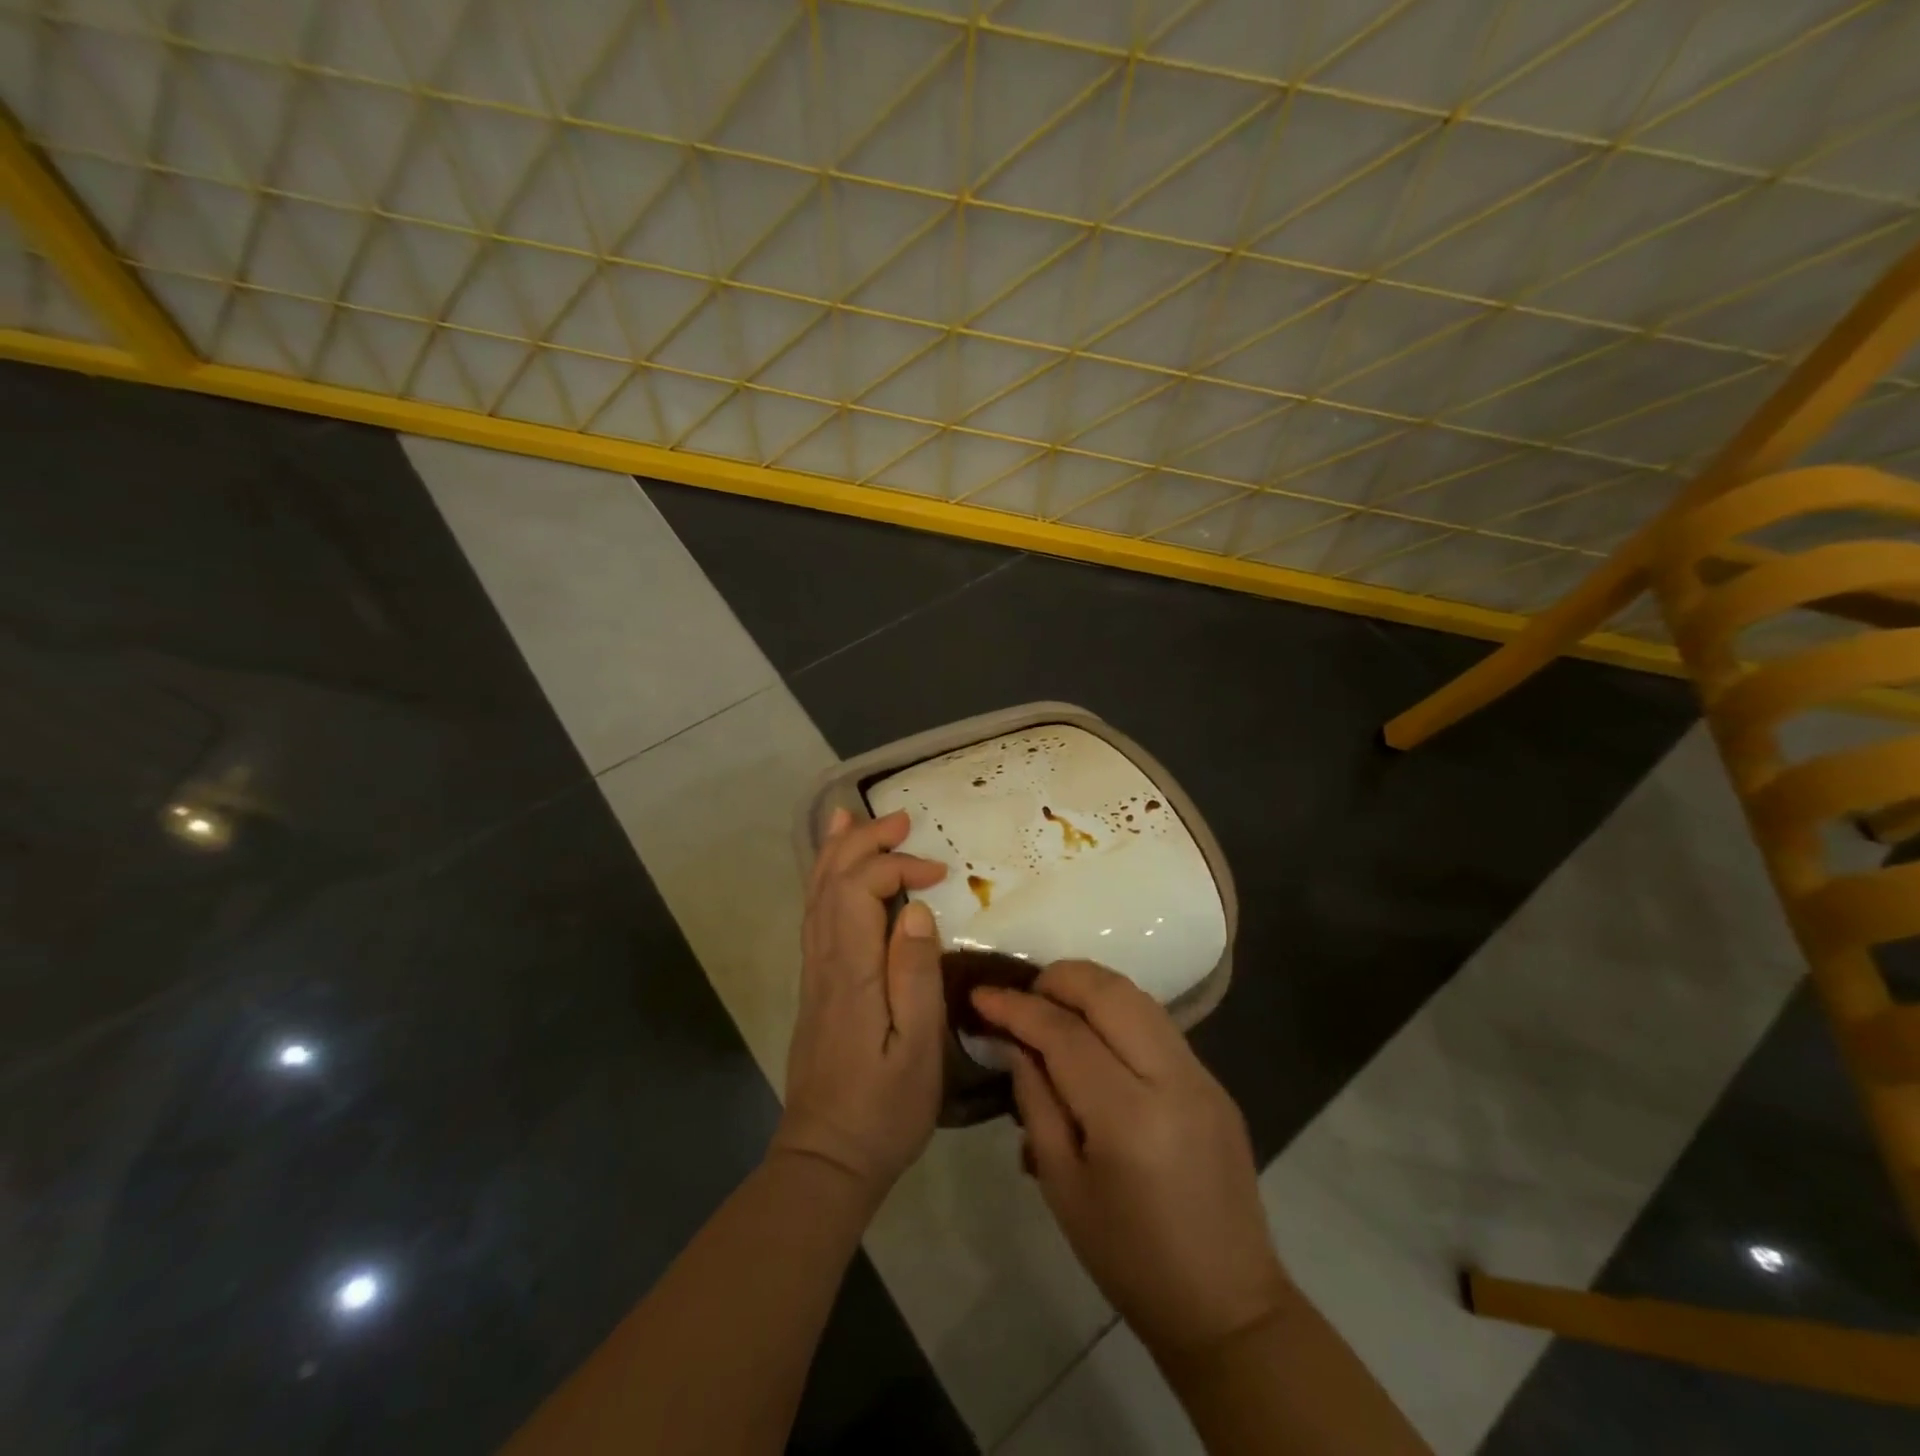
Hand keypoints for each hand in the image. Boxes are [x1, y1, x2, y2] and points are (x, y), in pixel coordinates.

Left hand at [773, 808, 948, 1202]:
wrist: (826, 1158)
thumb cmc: (884, 1109)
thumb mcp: (918, 1049)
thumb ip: (916, 976)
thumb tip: (918, 910)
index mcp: (852, 972)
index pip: (861, 890)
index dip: (897, 867)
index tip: (939, 875)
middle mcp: (825, 961)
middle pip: (833, 882)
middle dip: (865, 842)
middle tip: (903, 820)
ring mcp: (815, 972)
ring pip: (817, 894)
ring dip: (837, 852)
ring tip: (853, 817)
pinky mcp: (816, 985)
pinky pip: (815, 915)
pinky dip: (825, 881)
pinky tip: (834, 873)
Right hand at [973, 962, 1289, 1358]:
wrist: (1226, 1303)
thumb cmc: (1128, 1258)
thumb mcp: (1063, 1186)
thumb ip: (1036, 1101)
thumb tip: (1015, 1042)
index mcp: (1129, 1118)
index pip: (1064, 1034)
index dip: (1017, 1008)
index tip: (981, 995)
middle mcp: (1173, 1080)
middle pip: (1110, 992)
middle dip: (1058, 978)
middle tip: (1022, 994)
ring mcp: (1202, 1076)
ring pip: (1138, 997)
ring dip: (1090, 988)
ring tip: (1052, 1006)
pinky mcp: (1215, 1081)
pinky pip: (1157, 1024)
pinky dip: (1117, 1012)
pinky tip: (1094, 1035)